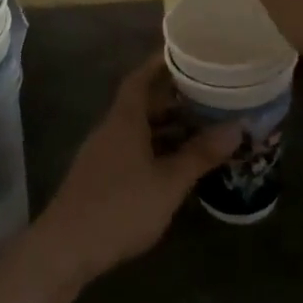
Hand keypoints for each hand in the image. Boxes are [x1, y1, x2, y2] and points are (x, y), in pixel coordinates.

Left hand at [30, 54, 240, 283]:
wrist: (66, 248)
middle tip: (206, 94)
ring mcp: (102, 154)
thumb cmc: (121, 207)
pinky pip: (132, 149)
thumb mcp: (168, 182)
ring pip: (137, 129)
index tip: (184, 55)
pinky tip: (175, 164)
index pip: (140, 78)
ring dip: (165, 126)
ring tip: (200, 127)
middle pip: (141, 103)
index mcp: (124, 119)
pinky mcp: (100, 177)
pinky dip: (155, 148)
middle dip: (172, 97)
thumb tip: (237, 127)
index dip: (160, 64)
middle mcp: (111, 129)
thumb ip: (200, 154)